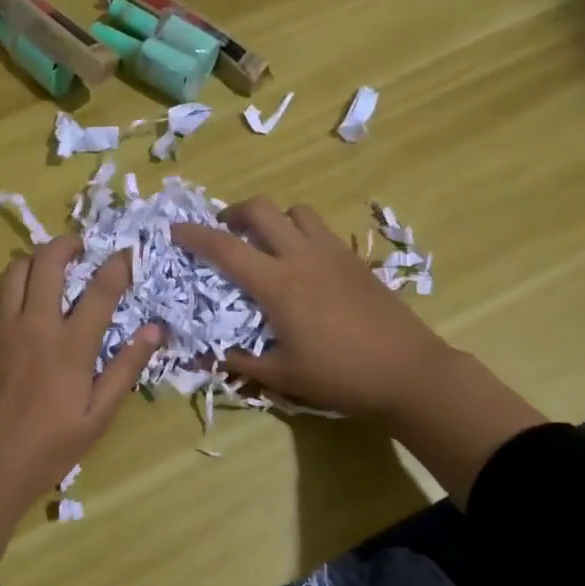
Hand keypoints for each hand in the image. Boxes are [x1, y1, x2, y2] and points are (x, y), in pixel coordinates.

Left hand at [0, 237, 162, 560]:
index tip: (128, 254)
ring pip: (14, 269)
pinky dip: (8, 279)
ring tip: (49, 264)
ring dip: (35, 258)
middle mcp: (34, 324)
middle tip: (81, 246)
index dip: (118, 265)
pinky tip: (16, 291)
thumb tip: (155, 330)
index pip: (100, 289)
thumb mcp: (96, 419)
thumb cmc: (44, 450)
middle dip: (68, 244)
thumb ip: (125, 369)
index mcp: (70, 346)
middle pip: (49, 262)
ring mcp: (0, 327)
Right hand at [173, 199, 545, 502]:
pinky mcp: (355, 259)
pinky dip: (301, 232)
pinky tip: (303, 263)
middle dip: (234, 212)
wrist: (409, 371)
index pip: (226, 248)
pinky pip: (321, 229)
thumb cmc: (340, 376)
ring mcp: (333, 253)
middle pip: (261, 209)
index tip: (176, 230)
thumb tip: (205, 357)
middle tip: (224, 231)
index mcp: (278, 284)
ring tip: (266, 242)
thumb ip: (241, 362)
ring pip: (296, 211)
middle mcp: (302, 257)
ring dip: (274, 218)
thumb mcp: (283, 376)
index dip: (195, 235)